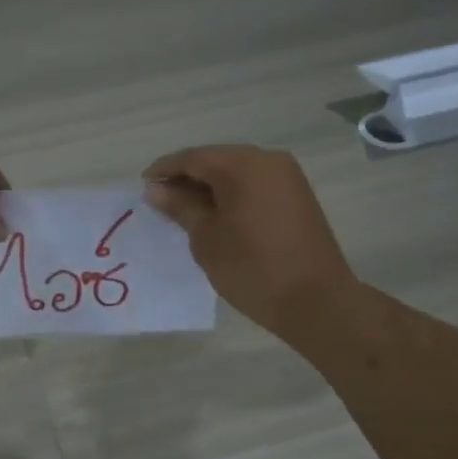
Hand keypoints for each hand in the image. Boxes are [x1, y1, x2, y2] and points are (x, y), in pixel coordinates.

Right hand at [142, 145, 354, 341]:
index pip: (193, 157)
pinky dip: (231, 196)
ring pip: (236, 173)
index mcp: (243, 164)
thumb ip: (180, 207)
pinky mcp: (297, 197)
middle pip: (216, 160)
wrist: (316, 300)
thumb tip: (155, 189)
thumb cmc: (252, 268)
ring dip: (209, 189)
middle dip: (186, 179)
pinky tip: (216, 218)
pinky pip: (254, 186)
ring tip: (185, 213)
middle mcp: (268, 160)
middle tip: (161, 203)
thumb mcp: (206, 238)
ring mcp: (287, 177)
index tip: (142, 187)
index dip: (164, 170)